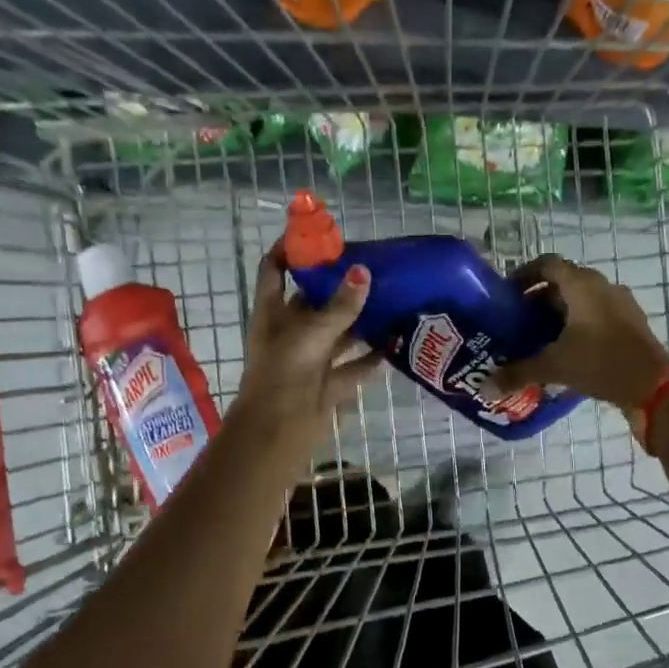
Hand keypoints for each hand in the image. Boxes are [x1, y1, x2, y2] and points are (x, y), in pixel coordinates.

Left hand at [229, 242, 382, 469]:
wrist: (276, 434)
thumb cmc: (283, 376)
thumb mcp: (311, 335)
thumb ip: (339, 307)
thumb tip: (363, 272)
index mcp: (273, 313)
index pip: (274, 269)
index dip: (289, 249)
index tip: (316, 233)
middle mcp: (290, 332)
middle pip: (313, 299)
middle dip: (338, 283)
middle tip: (372, 264)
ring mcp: (310, 359)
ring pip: (338, 333)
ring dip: (360, 320)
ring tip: (391, 298)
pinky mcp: (327, 384)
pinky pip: (353, 367)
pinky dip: (371, 358)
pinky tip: (395, 344)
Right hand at [486, 255, 668, 413]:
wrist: (655, 387)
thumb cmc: (601, 363)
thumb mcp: (554, 366)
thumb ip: (518, 372)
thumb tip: (484, 387)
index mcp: (582, 285)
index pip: (547, 264)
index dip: (524, 275)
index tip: (506, 294)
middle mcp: (602, 287)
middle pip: (563, 283)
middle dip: (538, 300)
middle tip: (517, 322)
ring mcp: (621, 304)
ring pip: (581, 301)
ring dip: (559, 314)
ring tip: (538, 339)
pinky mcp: (631, 324)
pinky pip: (597, 316)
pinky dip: (578, 327)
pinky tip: (566, 352)